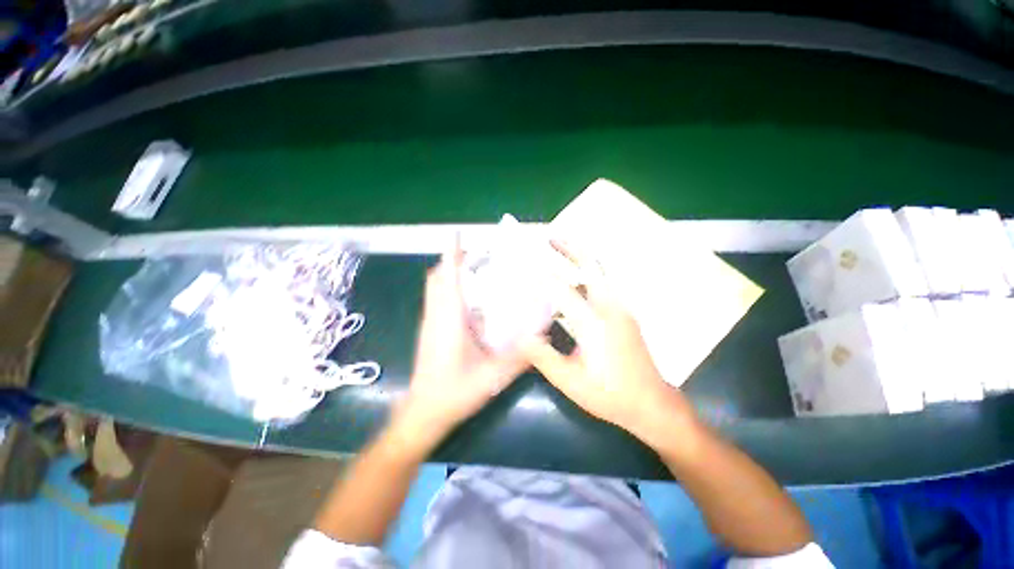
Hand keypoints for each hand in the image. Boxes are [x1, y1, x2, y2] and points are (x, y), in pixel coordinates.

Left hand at [397, 238, 528, 449]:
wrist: (423, 413)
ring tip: (476, 271)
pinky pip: (437, 299)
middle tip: (478, 255)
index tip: (458, 234)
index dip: (451, 253)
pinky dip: (449, 288)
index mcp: (449, 320)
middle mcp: (436, 315)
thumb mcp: (492, 377)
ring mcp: (429, 322)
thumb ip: (520, 358)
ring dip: (450, 273)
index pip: (447, 277)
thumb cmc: (454, 393)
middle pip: (437, 277)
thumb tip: (543, 337)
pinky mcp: (429, 330)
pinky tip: (470, 300)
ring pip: (435, 287)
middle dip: (453, 260)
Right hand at [521, 241, 698, 448]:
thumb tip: (520, 335)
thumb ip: (543, 356)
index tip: (524, 261)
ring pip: (599, 272)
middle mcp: (610, 308)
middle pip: (592, 266)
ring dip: (579, 258)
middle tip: (550, 237)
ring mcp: (620, 308)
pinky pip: (602, 284)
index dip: (541, 275)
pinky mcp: (624, 313)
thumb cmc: (610, 395)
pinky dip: (586, 274)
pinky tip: (573, 279)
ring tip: (559, 250)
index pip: (563, 291)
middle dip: (571, 248)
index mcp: (595, 324)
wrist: (652, 404)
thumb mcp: (570, 381)